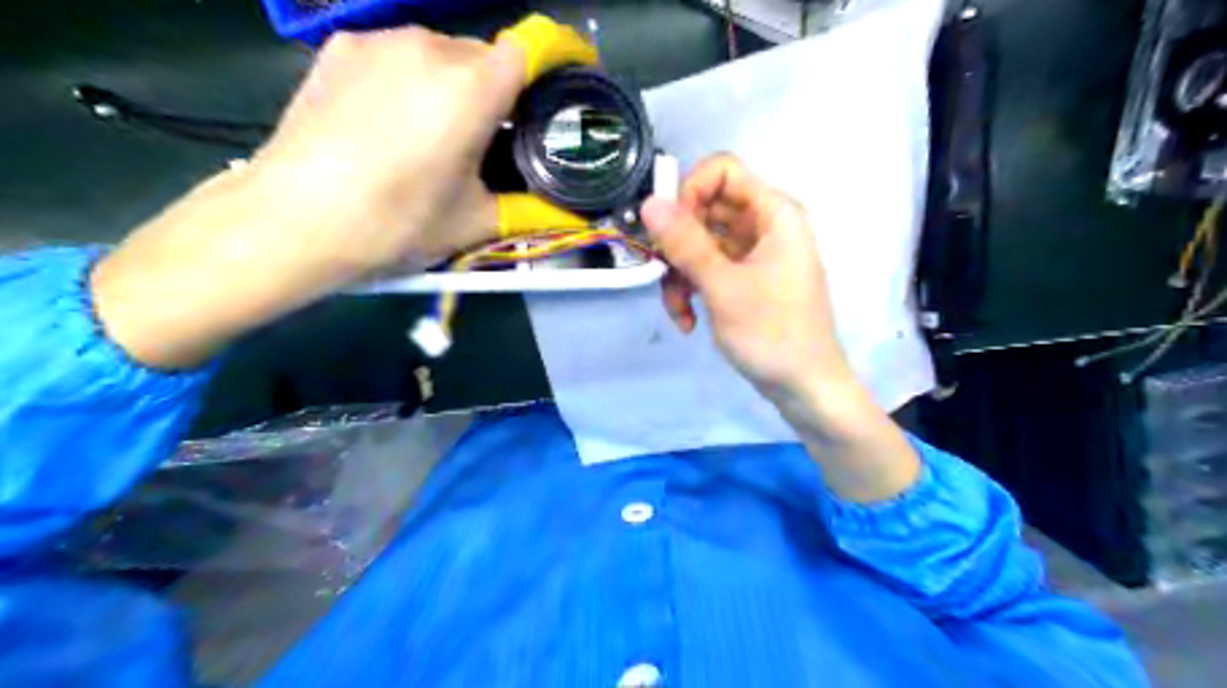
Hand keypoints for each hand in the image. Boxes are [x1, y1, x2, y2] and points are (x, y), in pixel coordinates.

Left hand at [88, 21, 559, 370]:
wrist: (294, 220)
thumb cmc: (397, 223)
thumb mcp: (474, 222)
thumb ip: (531, 211)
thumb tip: (575, 217)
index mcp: (472, 88)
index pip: (533, 48)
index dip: (554, 62)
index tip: (556, 91)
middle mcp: (429, 47)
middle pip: (486, 55)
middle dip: (498, 91)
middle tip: (488, 140)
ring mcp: (380, 41)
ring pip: (441, 53)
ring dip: (453, 85)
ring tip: (435, 134)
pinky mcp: (340, 47)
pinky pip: (397, 55)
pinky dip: (411, 79)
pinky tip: (391, 121)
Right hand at [638, 153, 854, 402]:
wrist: (805, 388)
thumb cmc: (773, 334)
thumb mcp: (724, 287)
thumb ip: (686, 243)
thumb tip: (649, 201)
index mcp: (774, 213)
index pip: (722, 171)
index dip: (690, 192)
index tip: (668, 229)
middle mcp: (765, 225)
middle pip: (705, 209)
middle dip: (678, 242)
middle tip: (665, 271)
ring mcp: (754, 254)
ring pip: (700, 243)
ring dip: (680, 273)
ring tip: (678, 308)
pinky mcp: (744, 279)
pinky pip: (708, 269)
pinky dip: (692, 290)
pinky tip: (687, 320)